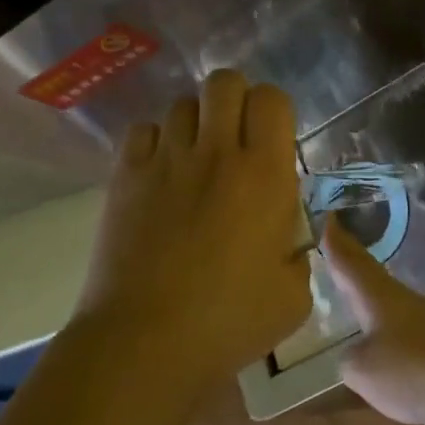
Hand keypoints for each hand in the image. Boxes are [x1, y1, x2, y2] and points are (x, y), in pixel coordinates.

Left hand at [75, 70, 311, 392]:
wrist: (145, 342)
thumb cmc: (228, 322)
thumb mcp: (293, 297)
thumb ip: (299, 254)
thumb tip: (288, 236)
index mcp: (264, 174)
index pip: (271, 99)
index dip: (273, 111)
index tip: (271, 142)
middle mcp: (216, 152)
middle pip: (224, 82)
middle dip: (234, 100)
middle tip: (235, 139)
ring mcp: (166, 160)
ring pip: (182, 104)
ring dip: (195, 124)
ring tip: (195, 160)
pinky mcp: (126, 176)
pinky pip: (143, 131)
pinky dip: (156, 143)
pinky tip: (160, 175)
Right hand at [324, 217, 424, 424]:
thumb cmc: (412, 369)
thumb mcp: (363, 370)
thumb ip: (351, 359)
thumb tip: (357, 354)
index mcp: (377, 296)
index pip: (350, 262)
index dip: (336, 242)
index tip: (328, 217)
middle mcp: (401, 299)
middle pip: (370, 275)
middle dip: (351, 260)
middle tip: (335, 243)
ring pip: (388, 299)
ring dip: (370, 292)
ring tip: (354, 291)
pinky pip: (404, 326)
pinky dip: (387, 324)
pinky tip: (384, 337)